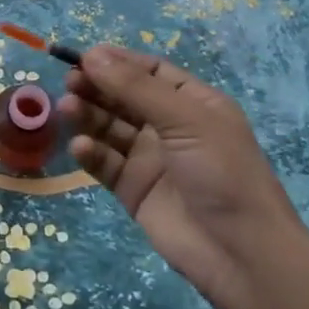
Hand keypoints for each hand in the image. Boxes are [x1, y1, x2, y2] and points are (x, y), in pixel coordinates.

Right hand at [61, 45, 305, 308]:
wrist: (241, 254)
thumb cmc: (223, 173)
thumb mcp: (185, 120)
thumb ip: (136, 87)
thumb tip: (92, 54)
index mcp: (193, 104)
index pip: (150, 72)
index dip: (118, 62)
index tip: (83, 56)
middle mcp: (170, 127)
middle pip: (124, 97)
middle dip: (97, 87)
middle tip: (69, 83)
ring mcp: (150, 159)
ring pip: (110, 128)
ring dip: (88, 116)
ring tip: (67, 109)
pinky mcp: (133, 189)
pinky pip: (105, 162)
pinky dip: (90, 152)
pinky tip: (79, 147)